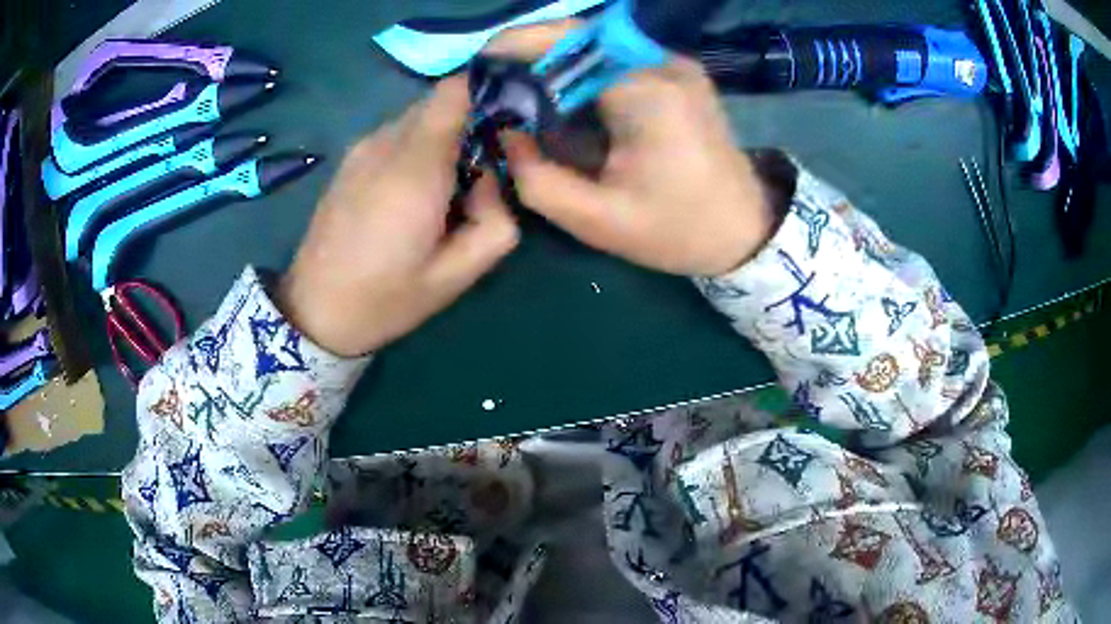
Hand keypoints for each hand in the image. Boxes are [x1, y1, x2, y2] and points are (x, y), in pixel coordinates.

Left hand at [278, 78, 519, 356]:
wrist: (314, 311)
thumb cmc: (386, 299)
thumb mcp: (458, 276)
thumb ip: (496, 221)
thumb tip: (491, 177)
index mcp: (416, 168)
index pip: (457, 90)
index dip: (489, 89)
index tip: (511, 117)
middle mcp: (386, 143)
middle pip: (442, 101)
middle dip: (472, 122)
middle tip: (483, 170)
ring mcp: (363, 147)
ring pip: (419, 116)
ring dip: (444, 138)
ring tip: (446, 190)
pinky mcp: (350, 158)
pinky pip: (397, 133)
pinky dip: (419, 148)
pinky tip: (412, 193)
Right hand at [488, 23, 776, 276]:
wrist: (746, 230)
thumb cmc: (678, 230)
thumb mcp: (598, 221)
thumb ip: (537, 178)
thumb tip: (505, 133)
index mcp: (648, 93)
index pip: (572, 41)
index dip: (520, 43)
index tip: (481, 64)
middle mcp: (664, 65)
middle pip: (583, 37)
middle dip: (531, 53)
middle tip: (494, 84)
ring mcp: (676, 65)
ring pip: (599, 45)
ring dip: (554, 61)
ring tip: (519, 92)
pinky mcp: (678, 74)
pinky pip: (617, 58)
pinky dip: (581, 71)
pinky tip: (560, 97)